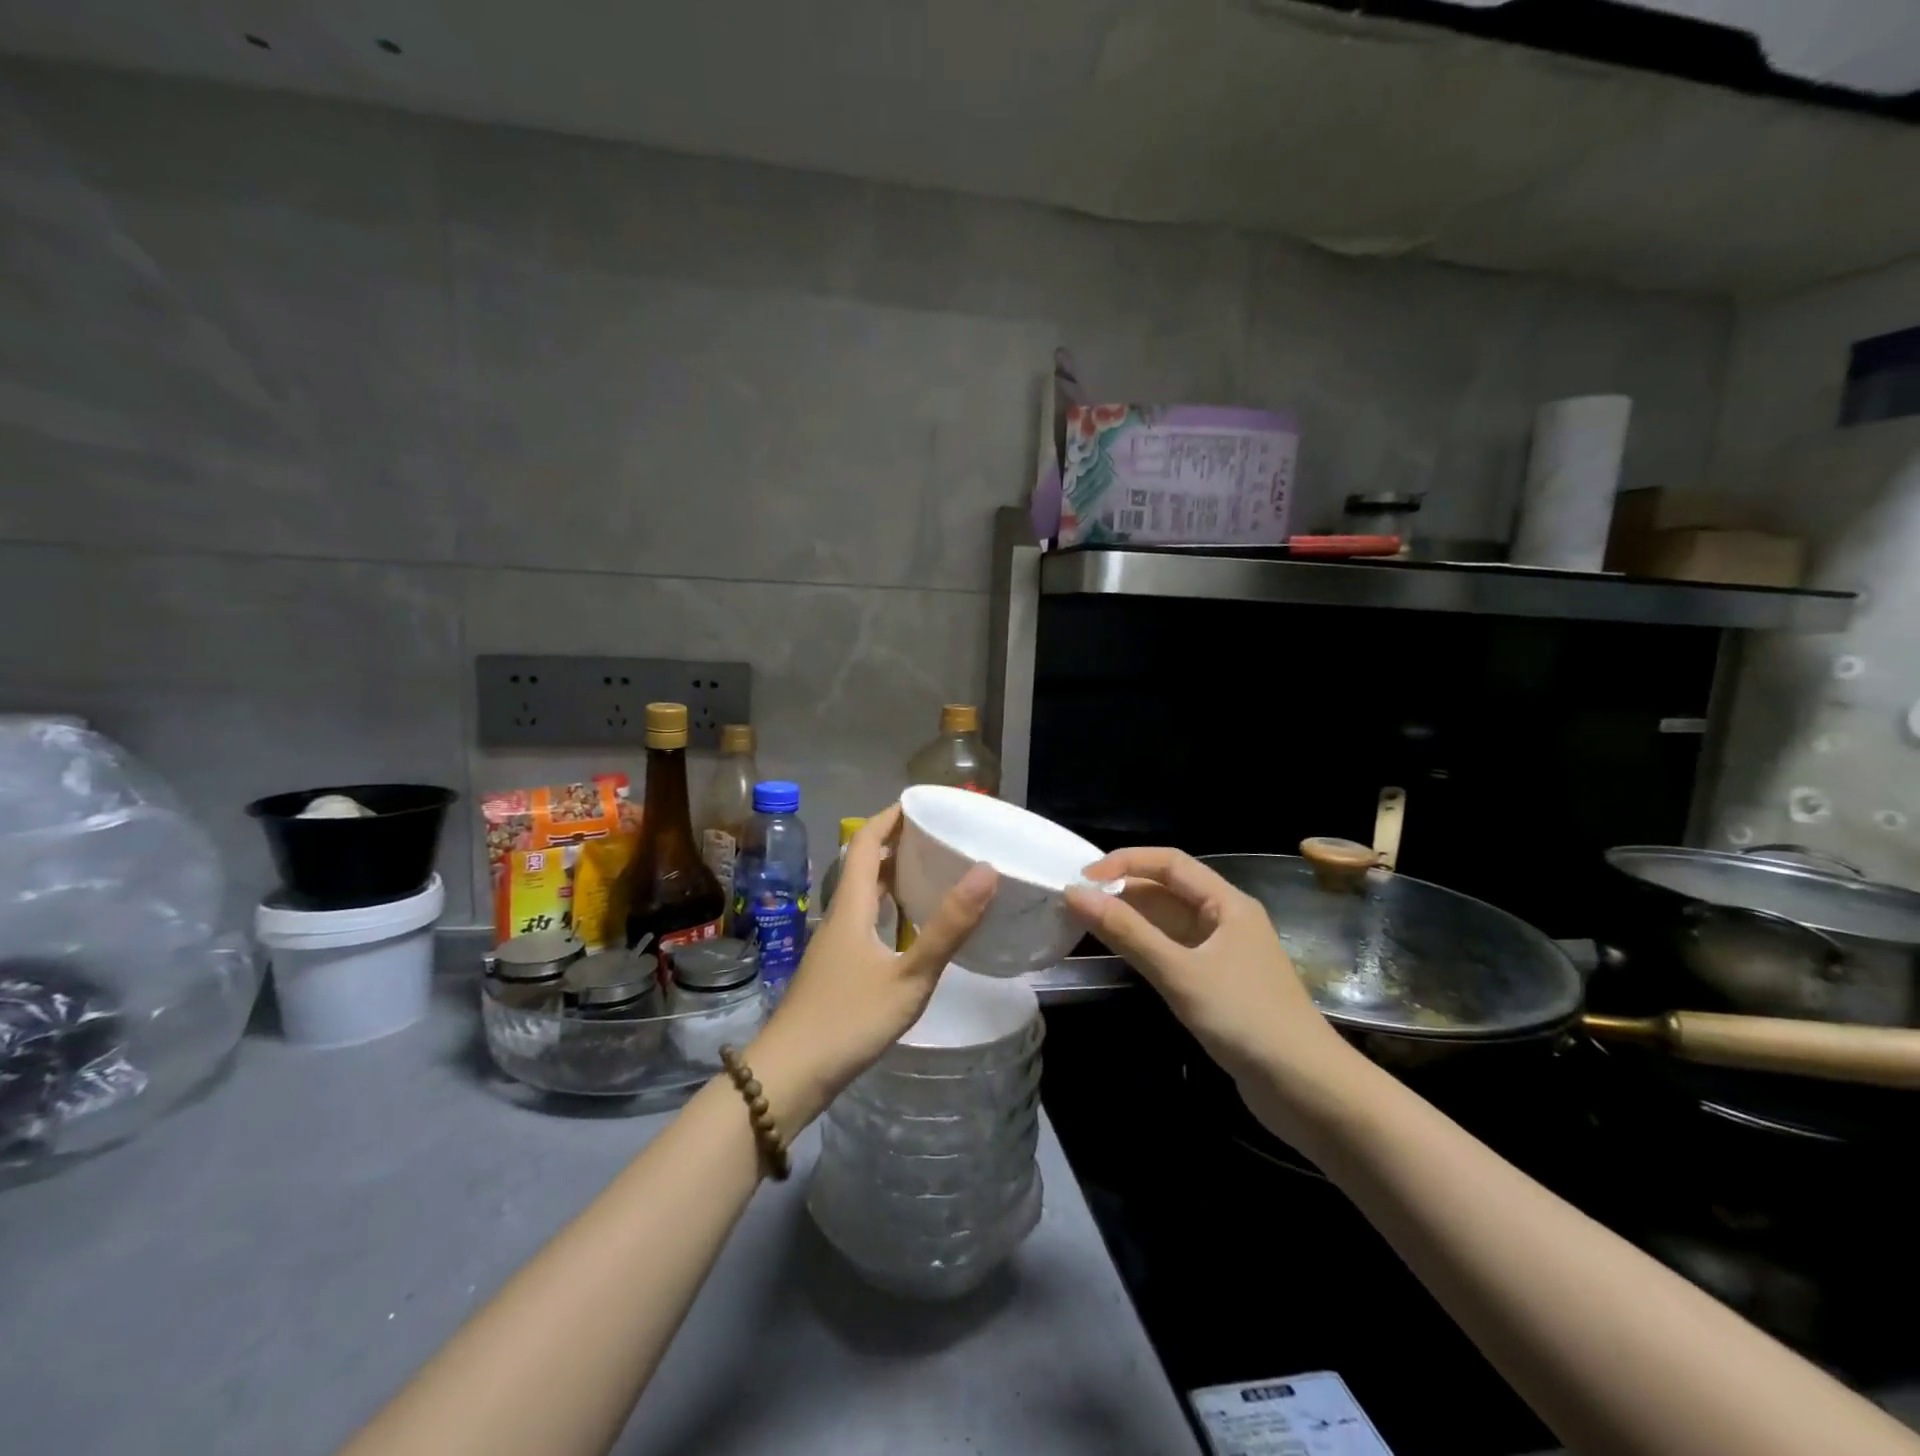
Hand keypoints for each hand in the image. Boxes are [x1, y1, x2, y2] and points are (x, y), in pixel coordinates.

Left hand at [749, 804, 996, 1128]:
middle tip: (938, 836)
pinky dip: (888, 909)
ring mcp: (833, 944)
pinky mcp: (835, 969)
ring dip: (892, 876)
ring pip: (864, 895)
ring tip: (930, 872)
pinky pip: (864, 920)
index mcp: (852, 906)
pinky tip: (908, 928)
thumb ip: (947, 927)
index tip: (921, 802)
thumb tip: (985, 870)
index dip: (890, 817)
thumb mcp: (908, 975)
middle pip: (865, 865)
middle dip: (897, 843)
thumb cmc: (848, 1020)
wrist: (789, 1075)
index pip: (867, 843)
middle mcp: (839, 916)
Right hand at [1065, 848, 1353, 1089]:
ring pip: (1169, 921)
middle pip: (1168, 889)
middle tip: (1076, 902)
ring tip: (1087, 923)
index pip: (1169, 862)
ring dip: (1132, 918)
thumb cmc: (1246, 1019)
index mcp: (1227, 903)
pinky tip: (1120, 954)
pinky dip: (1145, 946)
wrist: (1309, 1091)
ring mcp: (1223, 953)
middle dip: (1123, 890)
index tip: (1082, 878)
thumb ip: (1127, 932)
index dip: (1124, 862)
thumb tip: (1074, 893)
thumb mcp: (1180, 973)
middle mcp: (1226, 919)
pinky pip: (1174, 950)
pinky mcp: (1218, 984)